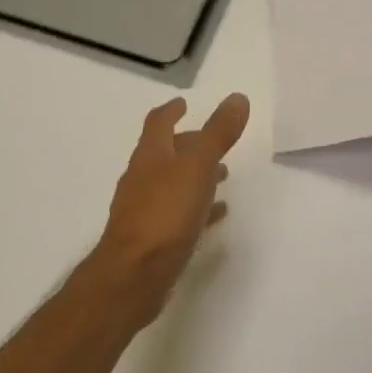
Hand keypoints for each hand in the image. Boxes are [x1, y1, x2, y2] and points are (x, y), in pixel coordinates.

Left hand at [90, 94, 250, 326]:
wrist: (134, 274)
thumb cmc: (165, 214)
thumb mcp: (197, 167)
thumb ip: (218, 134)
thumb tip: (237, 97)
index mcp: (150, 156)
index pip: (158, 124)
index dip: (172, 111)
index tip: (184, 103)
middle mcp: (142, 179)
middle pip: (165, 154)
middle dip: (188, 145)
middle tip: (213, 142)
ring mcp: (144, 210)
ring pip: (172, 184)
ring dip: (194, 176)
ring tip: (222, 176)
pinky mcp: (152, 239)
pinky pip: (177, 215)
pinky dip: (196, 208)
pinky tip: (215, 215)